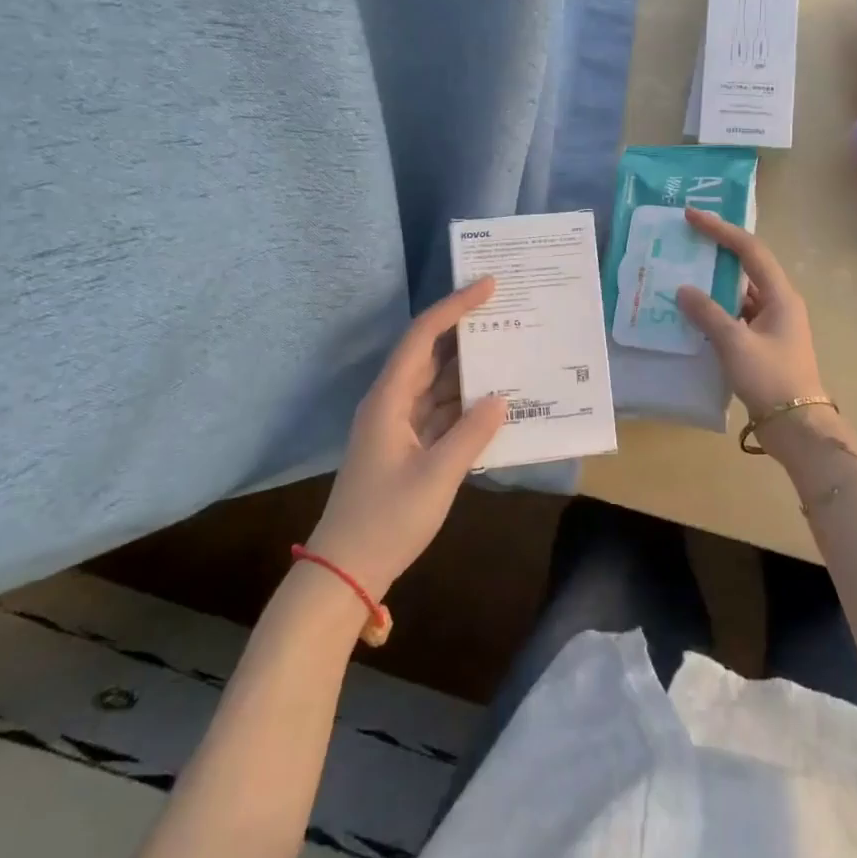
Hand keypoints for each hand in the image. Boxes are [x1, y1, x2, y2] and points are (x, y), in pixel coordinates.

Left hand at [306, 279, 506, 600]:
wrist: (346, 571)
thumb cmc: (386, 520)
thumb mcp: (436, 477)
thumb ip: (472, 434)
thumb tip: (501, 398)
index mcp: (389, 399)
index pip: (423, 337)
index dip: (454, 307)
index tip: (488, 286)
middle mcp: (391, 403)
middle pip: (430, 354)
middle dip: (466, 331)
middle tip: (506, 312)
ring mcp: (399, 426)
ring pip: (437, 383)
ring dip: (469, 369)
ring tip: (510, 349)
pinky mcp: (407, 447)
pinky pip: (440, 411)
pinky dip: (465, 403)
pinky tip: (495, 400)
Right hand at [677, 209, 825, 423]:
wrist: (797, 428)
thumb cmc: (771, 379)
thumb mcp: (735, 344)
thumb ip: (707, 314)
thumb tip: (683, 289)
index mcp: (781, 295)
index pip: (749, 250)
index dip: (721, 230)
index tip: (692, 216)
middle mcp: (779, 303)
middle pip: (746, 267)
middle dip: (716, 251)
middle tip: (684, 240)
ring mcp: (772, 325)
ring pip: (739, 293)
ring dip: (713, 283)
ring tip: (681, 273)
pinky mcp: (763, 344)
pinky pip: (736, 316)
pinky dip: (715, 310)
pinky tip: (692, 313)